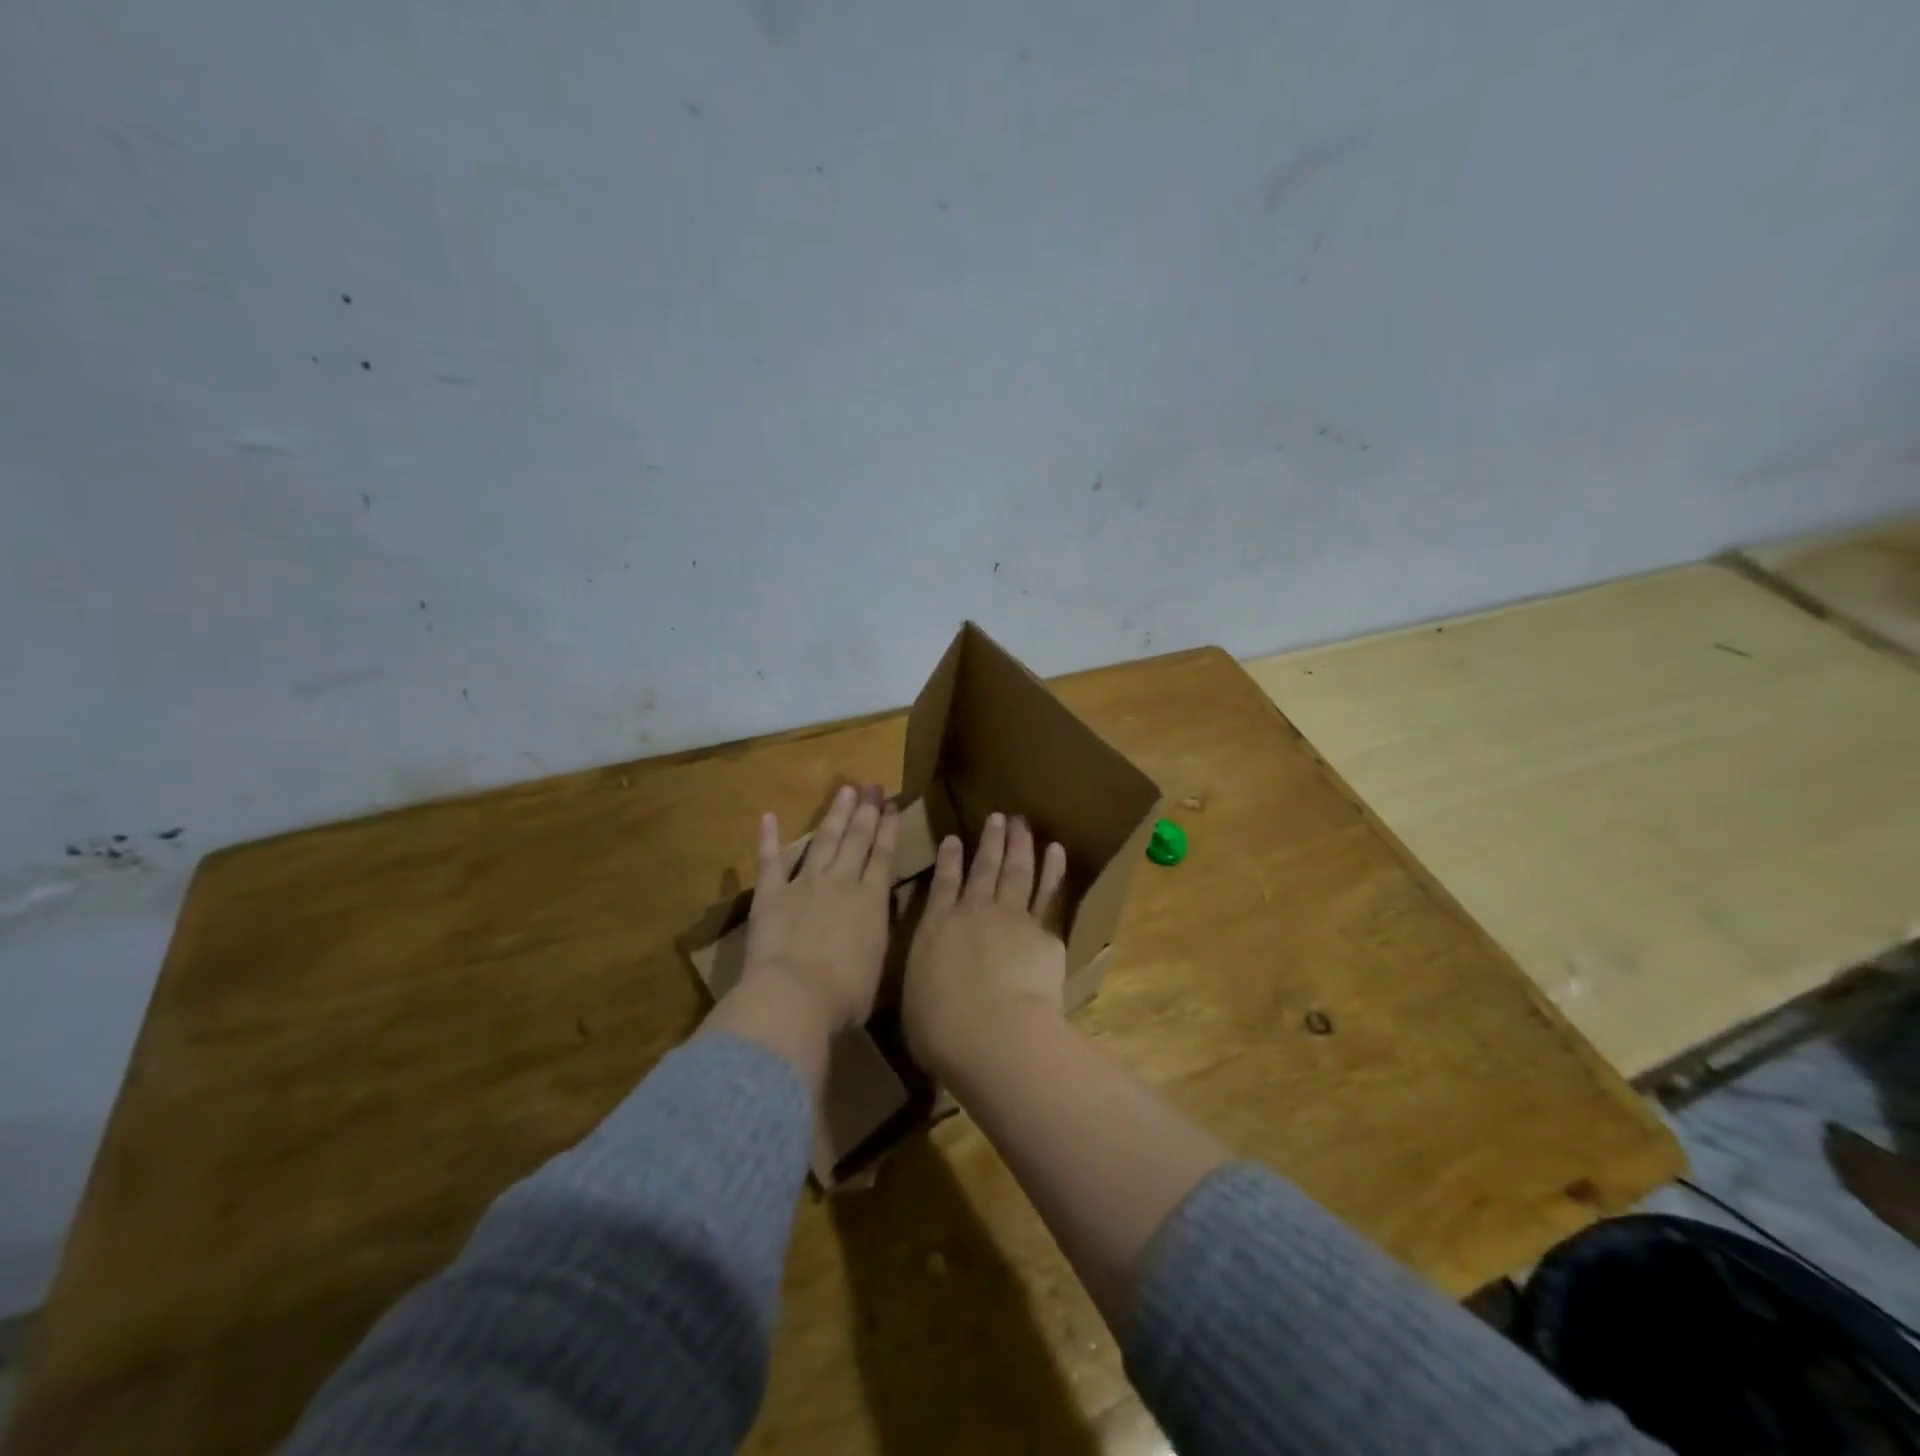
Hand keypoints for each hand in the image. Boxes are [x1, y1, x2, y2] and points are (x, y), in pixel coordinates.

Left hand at [740, 783, 898, 1030]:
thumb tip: (872, 924)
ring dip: (834, 815)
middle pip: (856, 839)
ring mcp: (804, 884)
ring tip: (844, 790)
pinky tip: (768, 817)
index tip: (891, 805)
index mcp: (872, 901)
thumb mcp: (877, 965)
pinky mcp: (771, 894)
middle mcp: (841, 882)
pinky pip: (769, 861)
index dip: (888, 828)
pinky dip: (767, 838)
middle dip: (866, 811)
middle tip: (872, 785)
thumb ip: (875, 937)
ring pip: (823, 841)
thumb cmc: (845, 994)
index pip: (883, 856)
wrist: (795, 995)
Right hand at [903, 812, 1069, 1079]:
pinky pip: (1048, 893)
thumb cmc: (943, 1031)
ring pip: (1016, 871)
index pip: (942, 885)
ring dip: (1019, 844)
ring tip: (1022, 823)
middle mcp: (973, 913)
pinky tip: (1056, 851)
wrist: (995, 1034)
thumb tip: (929, 978)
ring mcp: (1011, 918)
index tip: (953, 839)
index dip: (948, 861)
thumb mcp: (916, 1002)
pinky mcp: (1043, 932)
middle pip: (984, 868)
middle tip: (998, 818)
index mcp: (936, 928)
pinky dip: (1052, 869)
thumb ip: (926, 979)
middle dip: (990, 841)